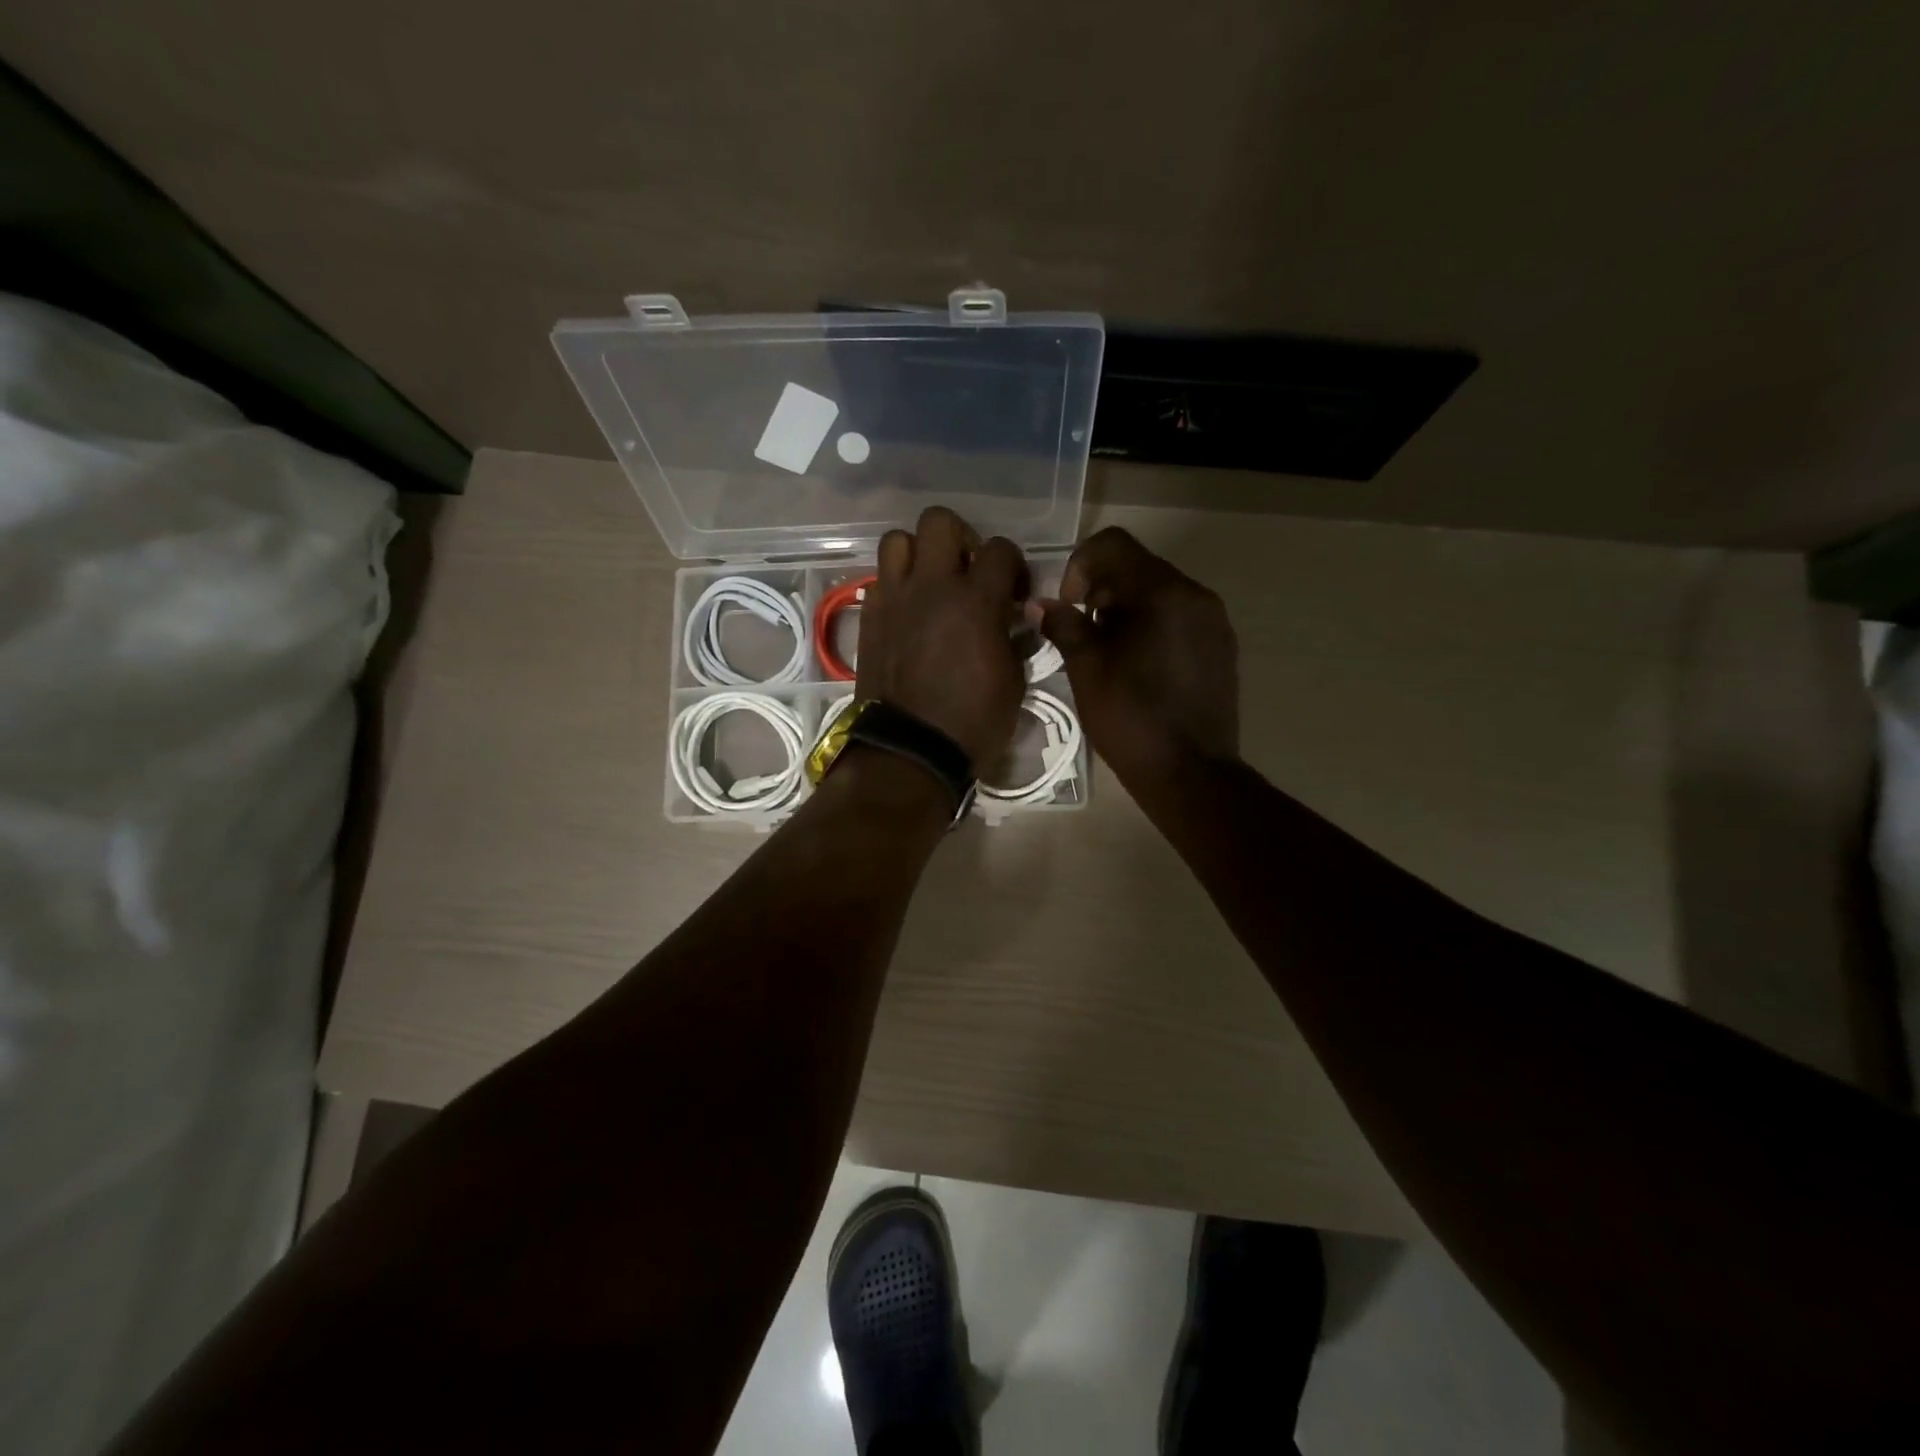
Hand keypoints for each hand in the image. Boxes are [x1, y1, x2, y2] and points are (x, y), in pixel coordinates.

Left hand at [856, 507, 1027, 768]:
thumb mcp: (1014, 682)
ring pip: (898, 540)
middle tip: (967, 572)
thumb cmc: (972, 722)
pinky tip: (909, 612)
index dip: (1013, 566)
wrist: (910, 750)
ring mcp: (894, 598)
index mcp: (976, 601)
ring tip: (931, 582)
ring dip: (919, 553)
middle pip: (940, 521)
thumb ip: (1015, 639)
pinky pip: (880, 579)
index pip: (1000, 549)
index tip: (1014, 594)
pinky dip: (897, 585)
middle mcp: (932, 587)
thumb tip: (1015, 621)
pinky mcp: (870, 617)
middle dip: (961, 538)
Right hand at [1034, 527, 1239, 792]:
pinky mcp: (1220, 647)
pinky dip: (1151, 626)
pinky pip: (1179, 618)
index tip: (1069, 605)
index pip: (1114, 545)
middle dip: (1102, 589)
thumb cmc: (1131, 719)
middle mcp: (1196, 595)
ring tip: (1107, 652)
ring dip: (1126, 608)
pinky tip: (1137, 666)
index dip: (1080, 565)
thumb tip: (1042, 604)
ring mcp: (1214, 621)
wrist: (1191, 773)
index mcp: (1163, 593)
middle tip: (1082, 631)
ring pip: (1160, 593)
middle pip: (1139, 566)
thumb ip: (1065, 626)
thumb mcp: (1087, 670)